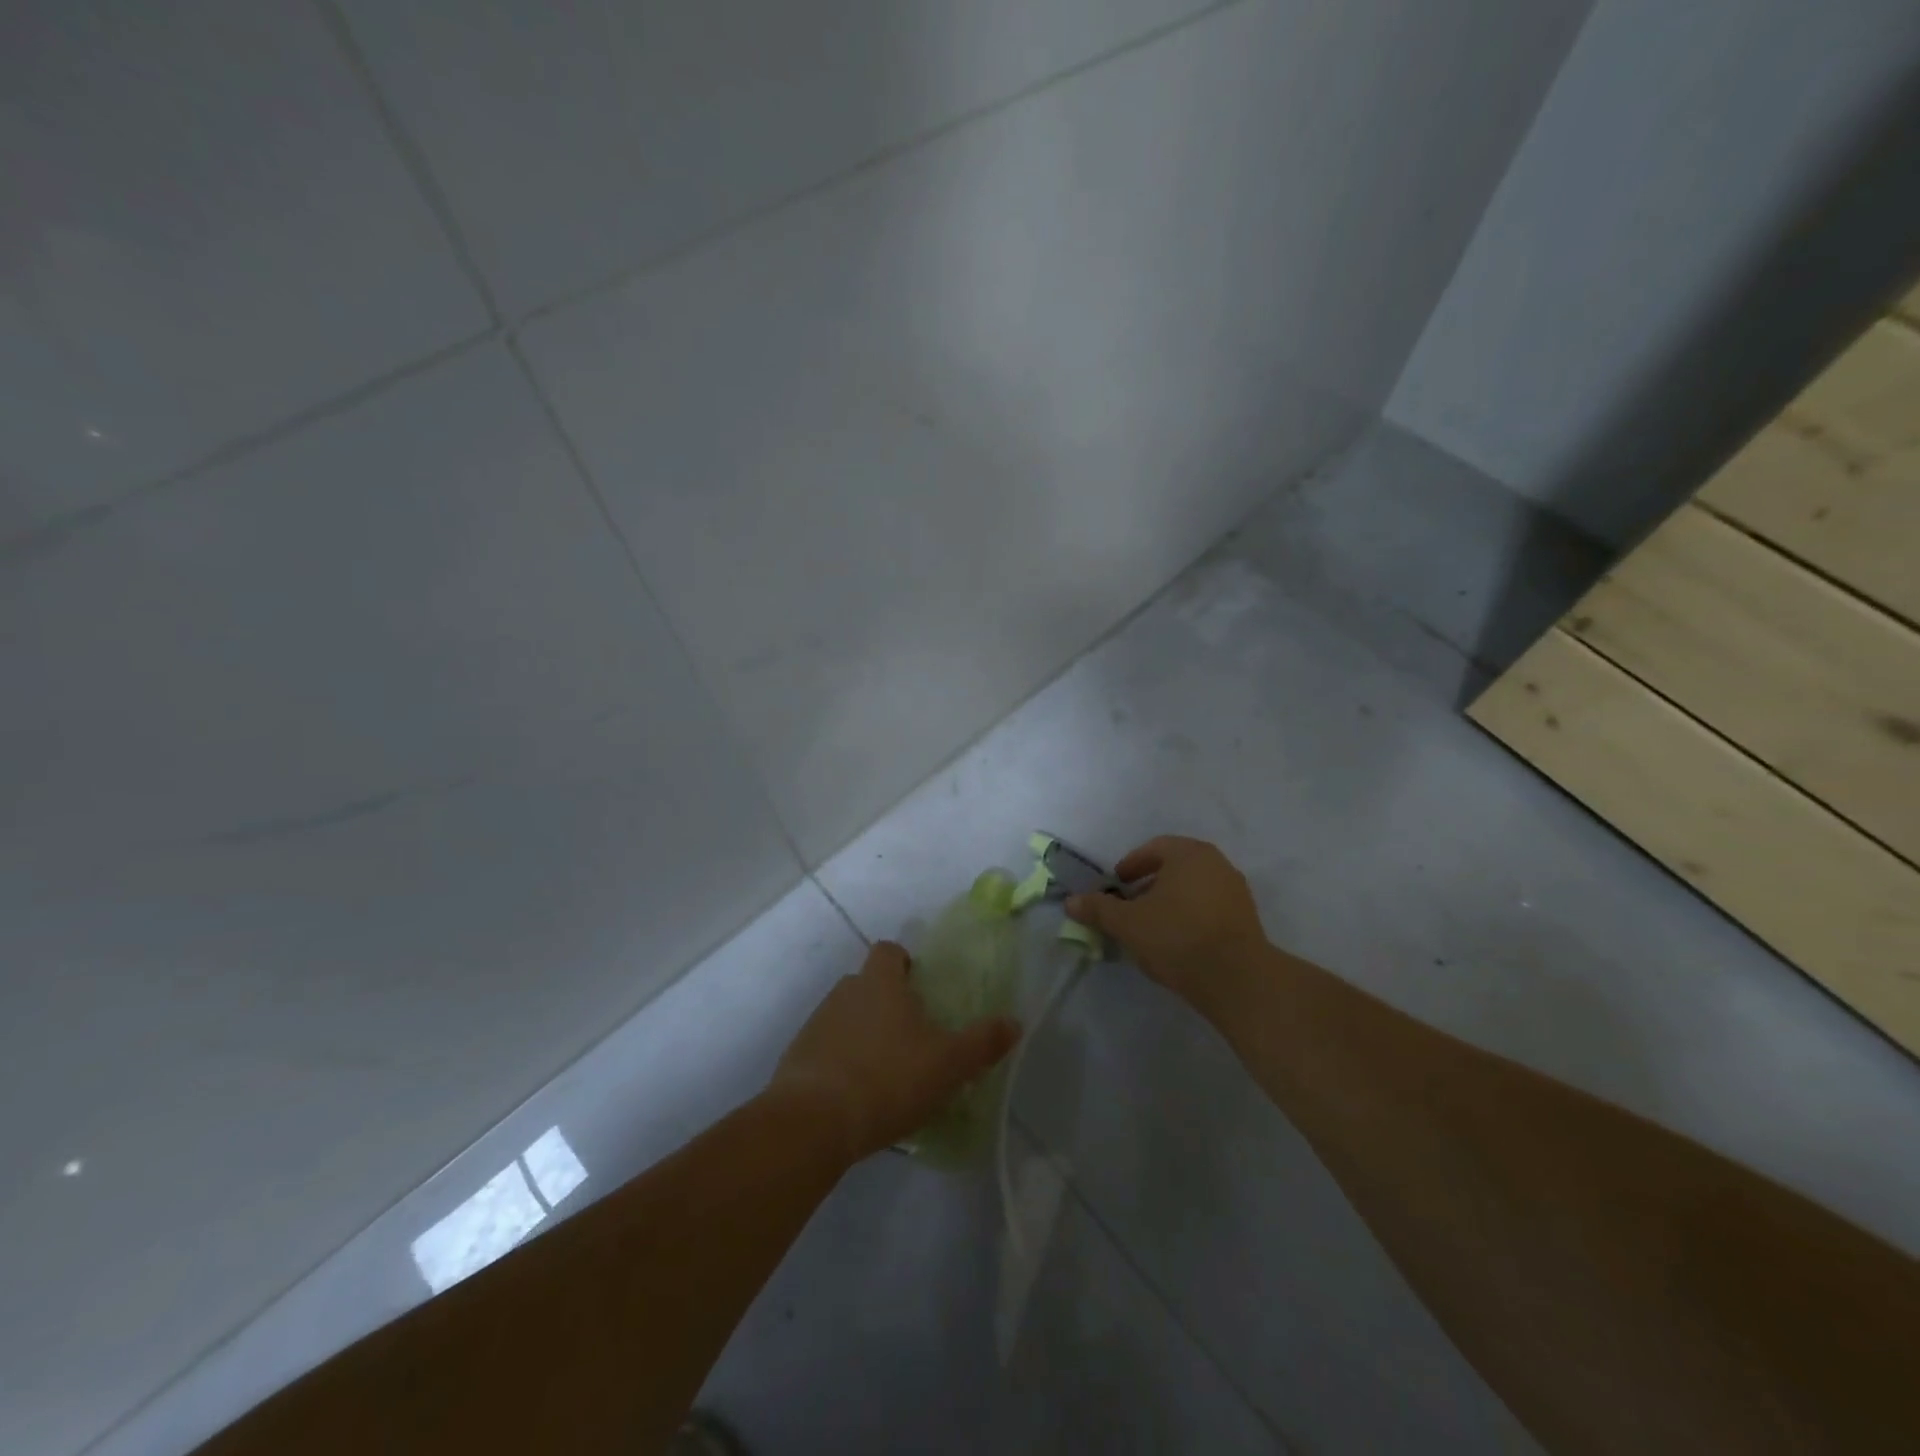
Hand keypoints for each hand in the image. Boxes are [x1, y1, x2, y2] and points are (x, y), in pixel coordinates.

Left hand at [769, 941, 1019, 1164]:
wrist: (813, 1121)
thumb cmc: (888, 1078)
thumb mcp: (948, 1064)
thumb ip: (982, 1042)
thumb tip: (1014, 1021)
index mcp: (880, 982)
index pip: (888, 951)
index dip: (904, 962)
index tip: (920, 987)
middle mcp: (845, 992)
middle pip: (867, 984)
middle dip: (887, 1002)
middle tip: (911, 1035)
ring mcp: (816, 1024)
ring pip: (846, 1017)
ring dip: (863, 1034)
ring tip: (886, 1070)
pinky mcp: (797, 1059)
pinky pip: (826, 1049)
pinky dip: (840, 1063)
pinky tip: (857, 1095)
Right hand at [1065, 836, 1268, 1010]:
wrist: (1237, 979)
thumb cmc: (1177, 937)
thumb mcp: (1128, 924)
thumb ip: (1099, 909)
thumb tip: (1071, 901)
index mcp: (1189, 854)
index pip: (1154, 848)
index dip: (1131, 865)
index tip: (1117, 885)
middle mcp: (1217, 864)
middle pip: (1176, 867)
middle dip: (1150, 885)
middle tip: (1130, 906)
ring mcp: (1236, 892)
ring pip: (1194, 889)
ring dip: (1170, 902)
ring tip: (1152, 927)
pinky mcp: (1247, 920)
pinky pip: (1210, 908)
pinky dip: (1190, 917)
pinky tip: (1177, 942)